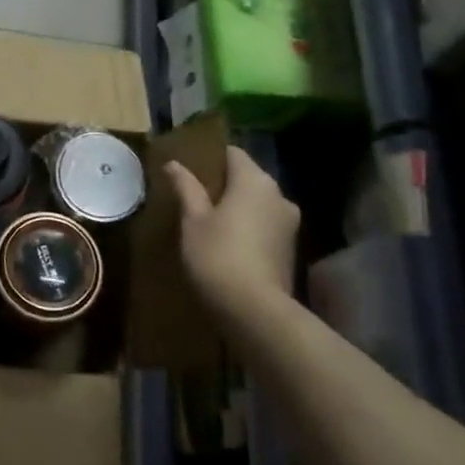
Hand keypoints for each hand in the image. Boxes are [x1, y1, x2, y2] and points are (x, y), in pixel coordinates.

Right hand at [165, 145, 299, 323]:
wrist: (255, 310)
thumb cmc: (217, 255)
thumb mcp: (193, 220)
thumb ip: (186, 188)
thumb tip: (174, 164)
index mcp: (254, 181)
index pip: (233, 154)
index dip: (211, 158)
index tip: (190, 170)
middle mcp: (278, 195)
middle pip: (248, 177)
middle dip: (224, 184)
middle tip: (194, 197)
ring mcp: (289, 222)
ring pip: (258, 202)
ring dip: (238, 207)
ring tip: (209, 221)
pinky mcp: (290, 247)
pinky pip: (265, 224)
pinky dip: (248, 226)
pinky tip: (228, 242)